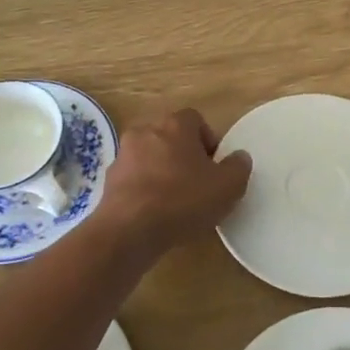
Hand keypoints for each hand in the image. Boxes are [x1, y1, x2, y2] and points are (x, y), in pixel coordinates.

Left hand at [92, 107, 251, 256]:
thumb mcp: (227, 187)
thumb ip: (238, 167)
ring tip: (175, 201)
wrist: (129, 229)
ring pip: (150, 157)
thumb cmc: (182, 200)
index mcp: (175, 125)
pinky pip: (134, 178)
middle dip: (184, 156)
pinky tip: (154, 213)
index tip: (215, 166)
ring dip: (162, 172)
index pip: (195, 120)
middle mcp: (146, 130)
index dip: (208, 140)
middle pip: (171, 137)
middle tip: (198, 183)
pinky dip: (145, 189)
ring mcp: (123, 154)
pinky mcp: (109, 179)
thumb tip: (239, 157)